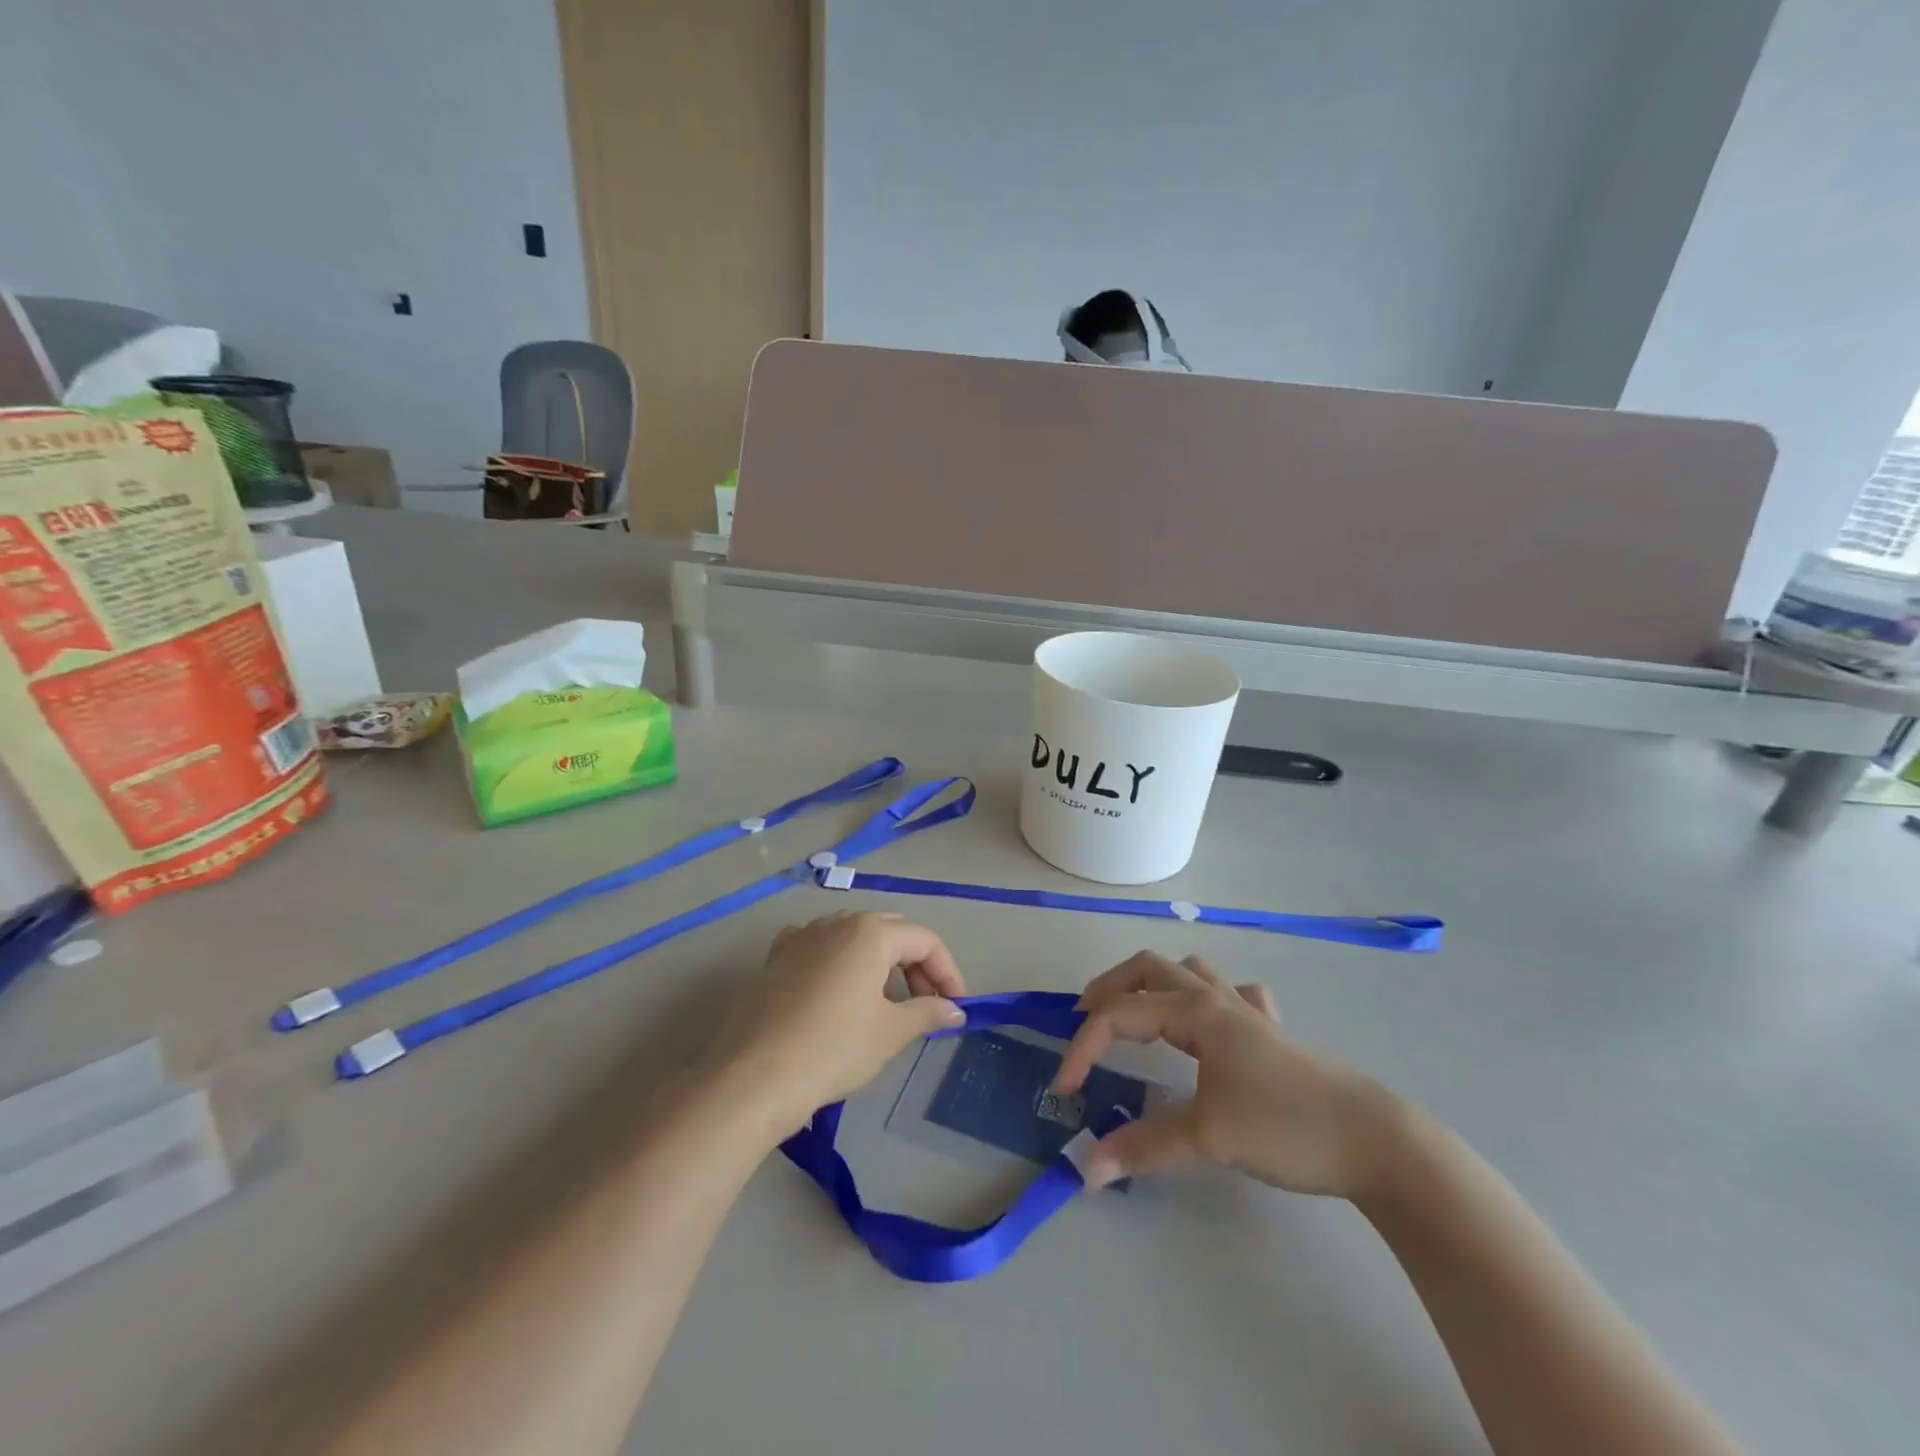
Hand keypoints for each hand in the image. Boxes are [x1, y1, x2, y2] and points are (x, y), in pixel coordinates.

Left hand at [711, 912, 965, 1137]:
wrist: (753, 1078)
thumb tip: (954, 1010)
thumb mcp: (890, 1033)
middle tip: (926, 1004)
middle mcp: (837, 921)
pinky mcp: (775, 957)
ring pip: (854, 936)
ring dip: (879, 962)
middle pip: (891, 932)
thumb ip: (928, 1013)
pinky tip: (837, 990)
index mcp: (871, 932)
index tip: (956, 1007)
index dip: (947, 972)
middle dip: (916, 965)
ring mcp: (802, 936)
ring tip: (885, 1002)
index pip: (925, 941)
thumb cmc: (832, 1049)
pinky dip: (839, 962)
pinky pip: (819, 946)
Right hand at [1052, 950, 1396, 1194]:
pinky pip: (1233, 995)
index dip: (1084, 1047)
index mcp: (1195, 1011)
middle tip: (1082, 1019)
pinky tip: (1210, 1023)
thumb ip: (1143, 1147)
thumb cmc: (1285, 1125)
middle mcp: (1215, 998)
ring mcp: (1247, 1011)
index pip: (1120, 1014)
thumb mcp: (1208, 1137)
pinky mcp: (1271, 1033)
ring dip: (1152, 983)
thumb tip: (1086, 1167)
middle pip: (1147, 968)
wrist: (1373, 1140)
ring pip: (1188, 971)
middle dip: (1108, 988)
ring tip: (1133, 1013)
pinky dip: (1209, 997)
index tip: (1065, 1089)